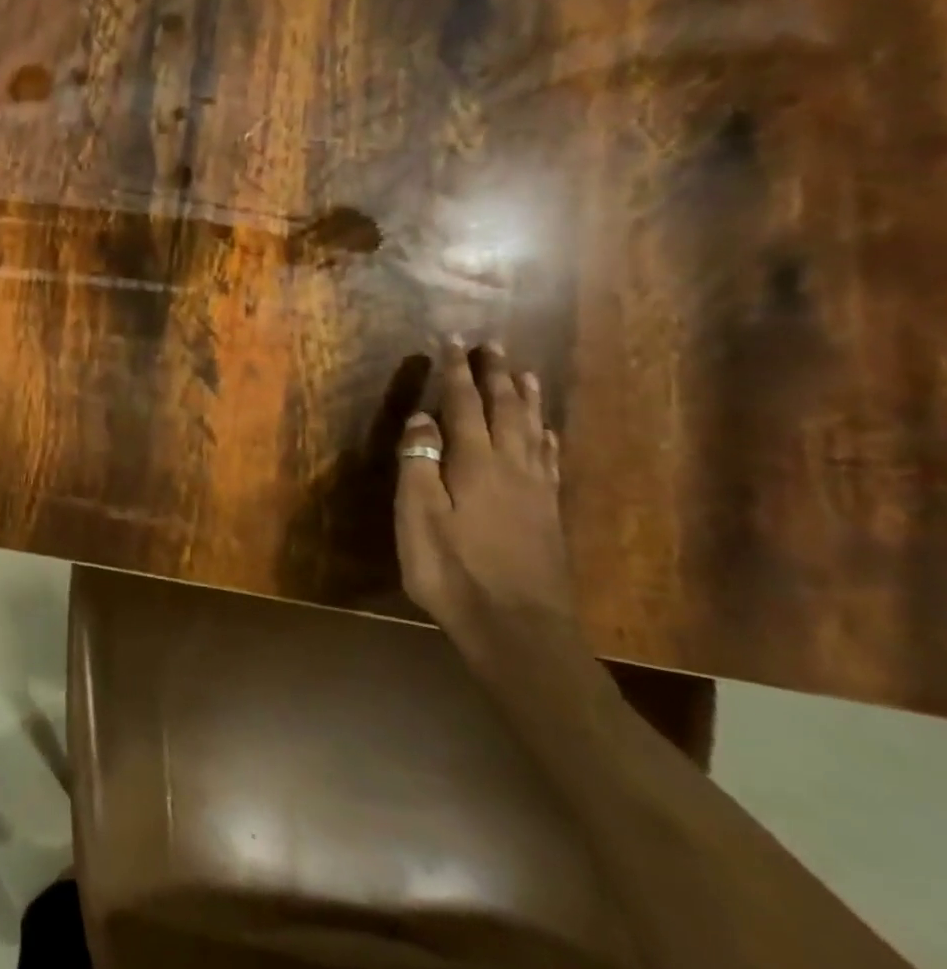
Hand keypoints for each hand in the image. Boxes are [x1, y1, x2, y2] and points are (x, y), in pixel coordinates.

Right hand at [394, 339, 577, 638]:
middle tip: (491, 345)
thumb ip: (418, 464)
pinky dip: (546, 436)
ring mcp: (536, 490)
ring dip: (526, 398)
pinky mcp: (548, 513)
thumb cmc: (453, 571)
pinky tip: (547, 431)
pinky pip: (550, 460)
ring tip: (524, 372)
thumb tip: (421, 418)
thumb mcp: (418, 518)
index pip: (464, 405)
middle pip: (505, 410)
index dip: (457, 372)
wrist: (517, 628)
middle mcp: (511, 467)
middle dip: (494, 375)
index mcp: (475, 464)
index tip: (453, 340)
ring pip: (533, 430)